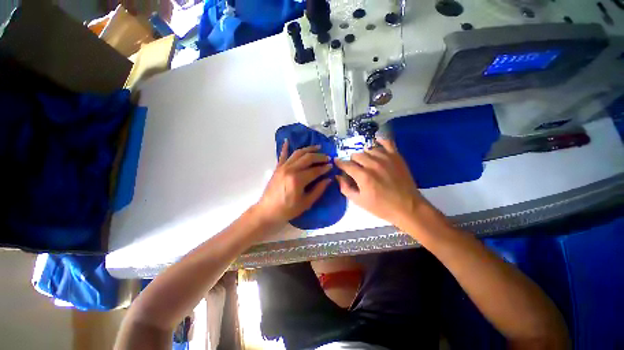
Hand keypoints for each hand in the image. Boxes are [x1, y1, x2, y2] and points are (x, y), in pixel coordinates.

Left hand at [255, 140, 332, 225]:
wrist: (268, 211)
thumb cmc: (288, 209)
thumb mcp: (306, 203)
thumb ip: (318, 190)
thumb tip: (328, 179)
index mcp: (298, 180)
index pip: (315, 170)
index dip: (325, 168)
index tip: (331, 166)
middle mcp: (291, 169)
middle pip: (308, 158)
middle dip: (319, 156)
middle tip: (327, 157)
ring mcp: (283, 167)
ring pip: (298, 153)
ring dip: (308, 149)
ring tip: (317, 147)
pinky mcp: (277, 167)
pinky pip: (282, 155)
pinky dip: (285, 147)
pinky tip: (287, 140)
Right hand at [335, 138, 425, 227]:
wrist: (408, 207)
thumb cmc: (381, 207)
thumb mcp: (359, 201)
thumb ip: (345, 188)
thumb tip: (338, 177)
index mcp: (363, 176)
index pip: (346, 164)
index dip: (339, 163)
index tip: (336, 162)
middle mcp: (373, 164)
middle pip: (356, 155)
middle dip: (352, 161)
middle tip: (354, 168)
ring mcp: (386, 158)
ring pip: (368, 149)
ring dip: (364, 155)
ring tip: (366, 162)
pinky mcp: (396, 156)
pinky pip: (387, 142)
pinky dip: (380, 141)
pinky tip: (376, 142)